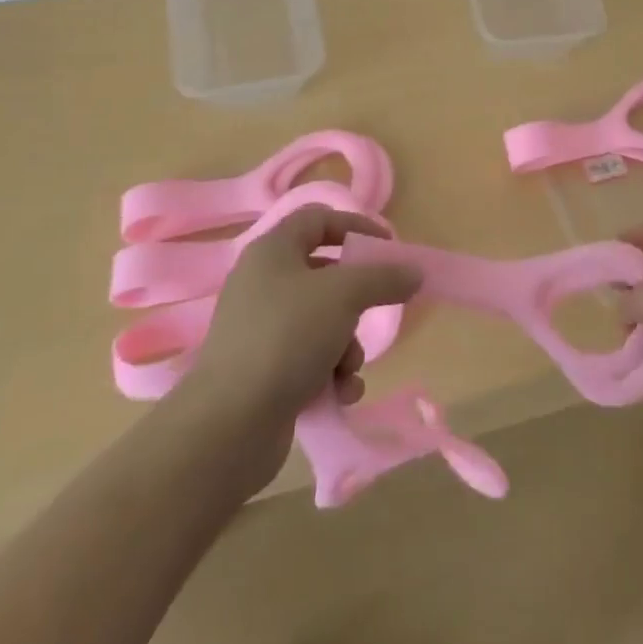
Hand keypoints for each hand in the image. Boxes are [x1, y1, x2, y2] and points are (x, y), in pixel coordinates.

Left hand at [185, 207, 420, 467]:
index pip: (319, 218)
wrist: (229, 425)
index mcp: (273, 251)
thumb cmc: (287, 338)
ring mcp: (261, 329)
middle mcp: (263, 283)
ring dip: (347, 346)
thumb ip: (383, 277)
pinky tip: (339, 393)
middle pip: (325, 275)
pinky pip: (310, 358)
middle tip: (376, 311)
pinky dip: (330, 373)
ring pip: (323, 321)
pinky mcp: (263, 371)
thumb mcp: (344, 296)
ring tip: (347, 369)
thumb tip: (413, 272)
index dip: (356, 226)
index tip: (388, 247)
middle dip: (356, 301)